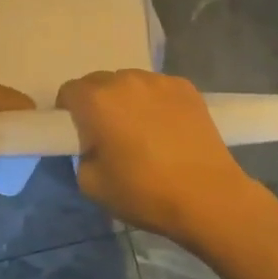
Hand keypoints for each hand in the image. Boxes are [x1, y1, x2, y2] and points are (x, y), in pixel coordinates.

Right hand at [56, 70, 268, 244]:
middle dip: (96, 103)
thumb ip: (81, 155)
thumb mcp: (92, 185)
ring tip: (141, 129)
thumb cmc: (145, 193)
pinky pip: (157, 88)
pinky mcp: (186, 88)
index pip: (69, 91)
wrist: (209, 197)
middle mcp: (126, 81)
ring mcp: (159, 81)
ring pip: (129, 82)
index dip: (68, 111)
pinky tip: (166, 128)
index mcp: (97, 101)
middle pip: (99, 82)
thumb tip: (91, 145)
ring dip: (126, 99)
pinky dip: (154, 101)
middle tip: (108, 133)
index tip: (79, 133)